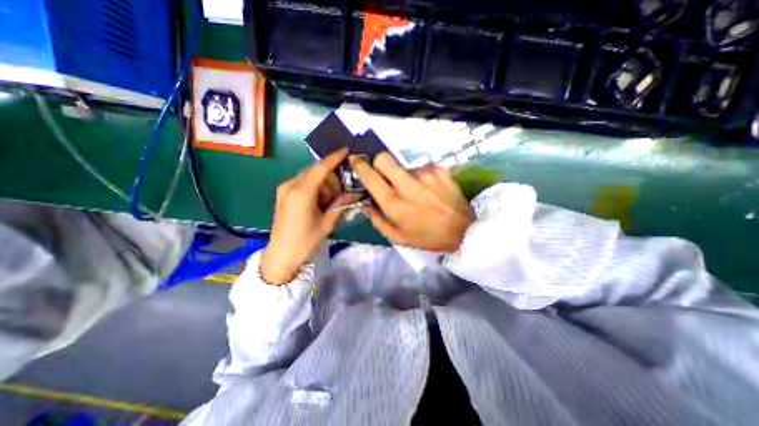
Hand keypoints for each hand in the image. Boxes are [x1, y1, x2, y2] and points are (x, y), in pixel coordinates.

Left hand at [260, 148, 358, 284]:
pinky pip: (303, 184)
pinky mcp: (283, 194)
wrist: (281, 255)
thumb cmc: (305, 241)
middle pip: (316, 172)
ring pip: (310, 177)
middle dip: (331, 179)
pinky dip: (315, 188)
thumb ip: (341, 204)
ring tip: (330, 202)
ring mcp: (285, 189)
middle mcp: (291, 185)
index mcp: (302, 193)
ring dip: (324, 185)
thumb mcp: (327, 223)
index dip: (334, 158)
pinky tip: (320, 202)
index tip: (346, 150)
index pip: (321, 169)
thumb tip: (357, 193)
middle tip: (341, 194)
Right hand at [351, 154, 473, 252]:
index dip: (360, 166)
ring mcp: (425, 174)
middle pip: (384, 158)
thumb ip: (377, 220)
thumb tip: (365, 203)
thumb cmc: (428, 237)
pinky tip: (428, 189)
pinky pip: (420, 167)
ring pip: (403, 165)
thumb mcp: (398, 237)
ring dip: (403, 176)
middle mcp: (408, 185)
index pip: (371, 176)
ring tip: (415, 191)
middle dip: (378, 163)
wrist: (463, 230)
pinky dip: (419, 177)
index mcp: (395, 204)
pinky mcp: (439, 170)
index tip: (355, 160)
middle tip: (384, 175)